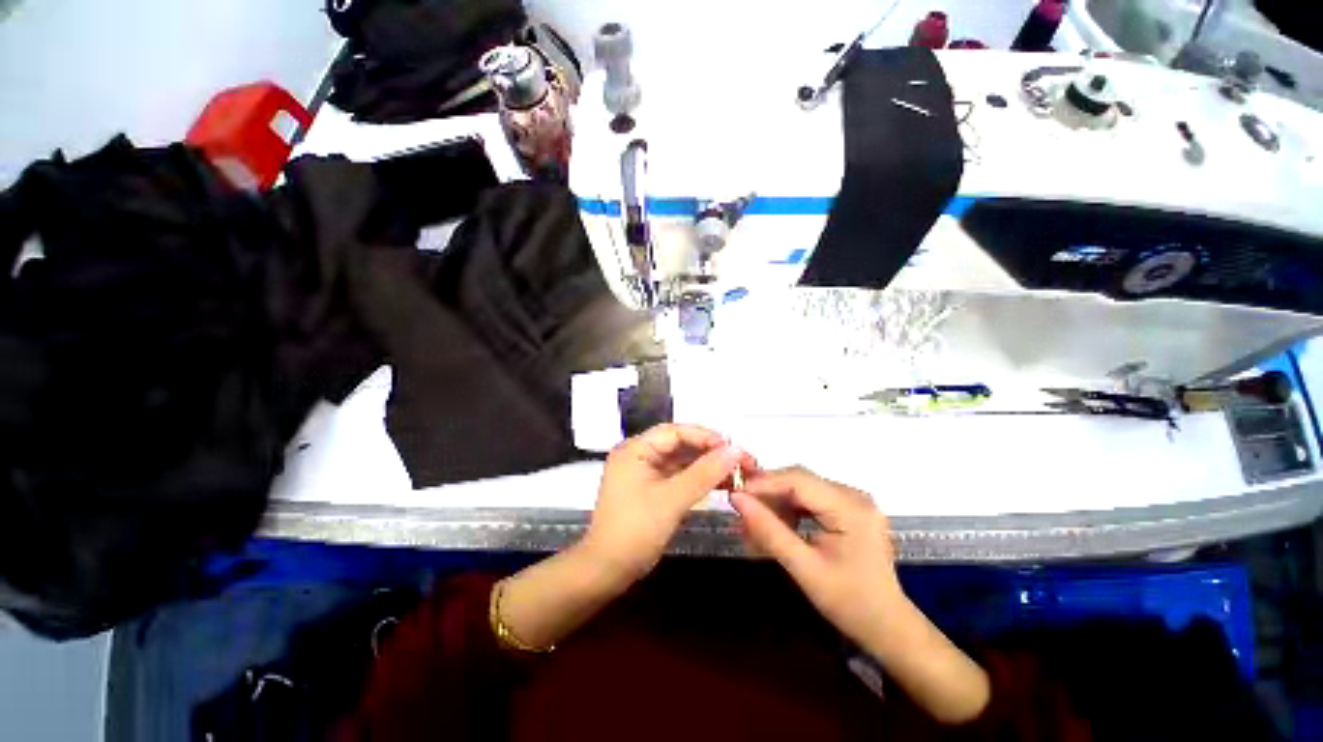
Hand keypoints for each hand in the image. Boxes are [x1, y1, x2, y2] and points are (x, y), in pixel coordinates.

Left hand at [583, 424, 755, 582]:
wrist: (607, 571)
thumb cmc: (635, 530)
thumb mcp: (672, 500)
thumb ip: (705, 473)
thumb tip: (736, 450)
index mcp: (636, 449)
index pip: (676, 432)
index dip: (706, 437)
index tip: (734, 448)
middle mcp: (639, 454)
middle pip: (680, 444)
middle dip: (710, 452)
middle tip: (741, 461)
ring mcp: (645, 472)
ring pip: (682, 461)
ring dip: (707, 466)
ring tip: (737, 473)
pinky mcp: (651, 488)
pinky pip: (678, 476)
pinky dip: (698, 479)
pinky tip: (721, 484)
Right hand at [729, 467, 905, 650]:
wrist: (888, 628)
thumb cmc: (849, 603)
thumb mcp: (804, 568)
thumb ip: (769, 530)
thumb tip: (736, 498)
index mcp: (850, 508)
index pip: (798, 480)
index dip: (763, 483)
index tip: (734, 494)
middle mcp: (854, 495)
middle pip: (799, 480)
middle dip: (768, 494)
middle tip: (742, 512)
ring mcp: (853, 500)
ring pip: (802, 488)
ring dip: (777, 503)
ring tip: (755, 524)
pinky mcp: (849, 508)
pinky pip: (811, 499)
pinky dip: (790, 510)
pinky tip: (778, 526)